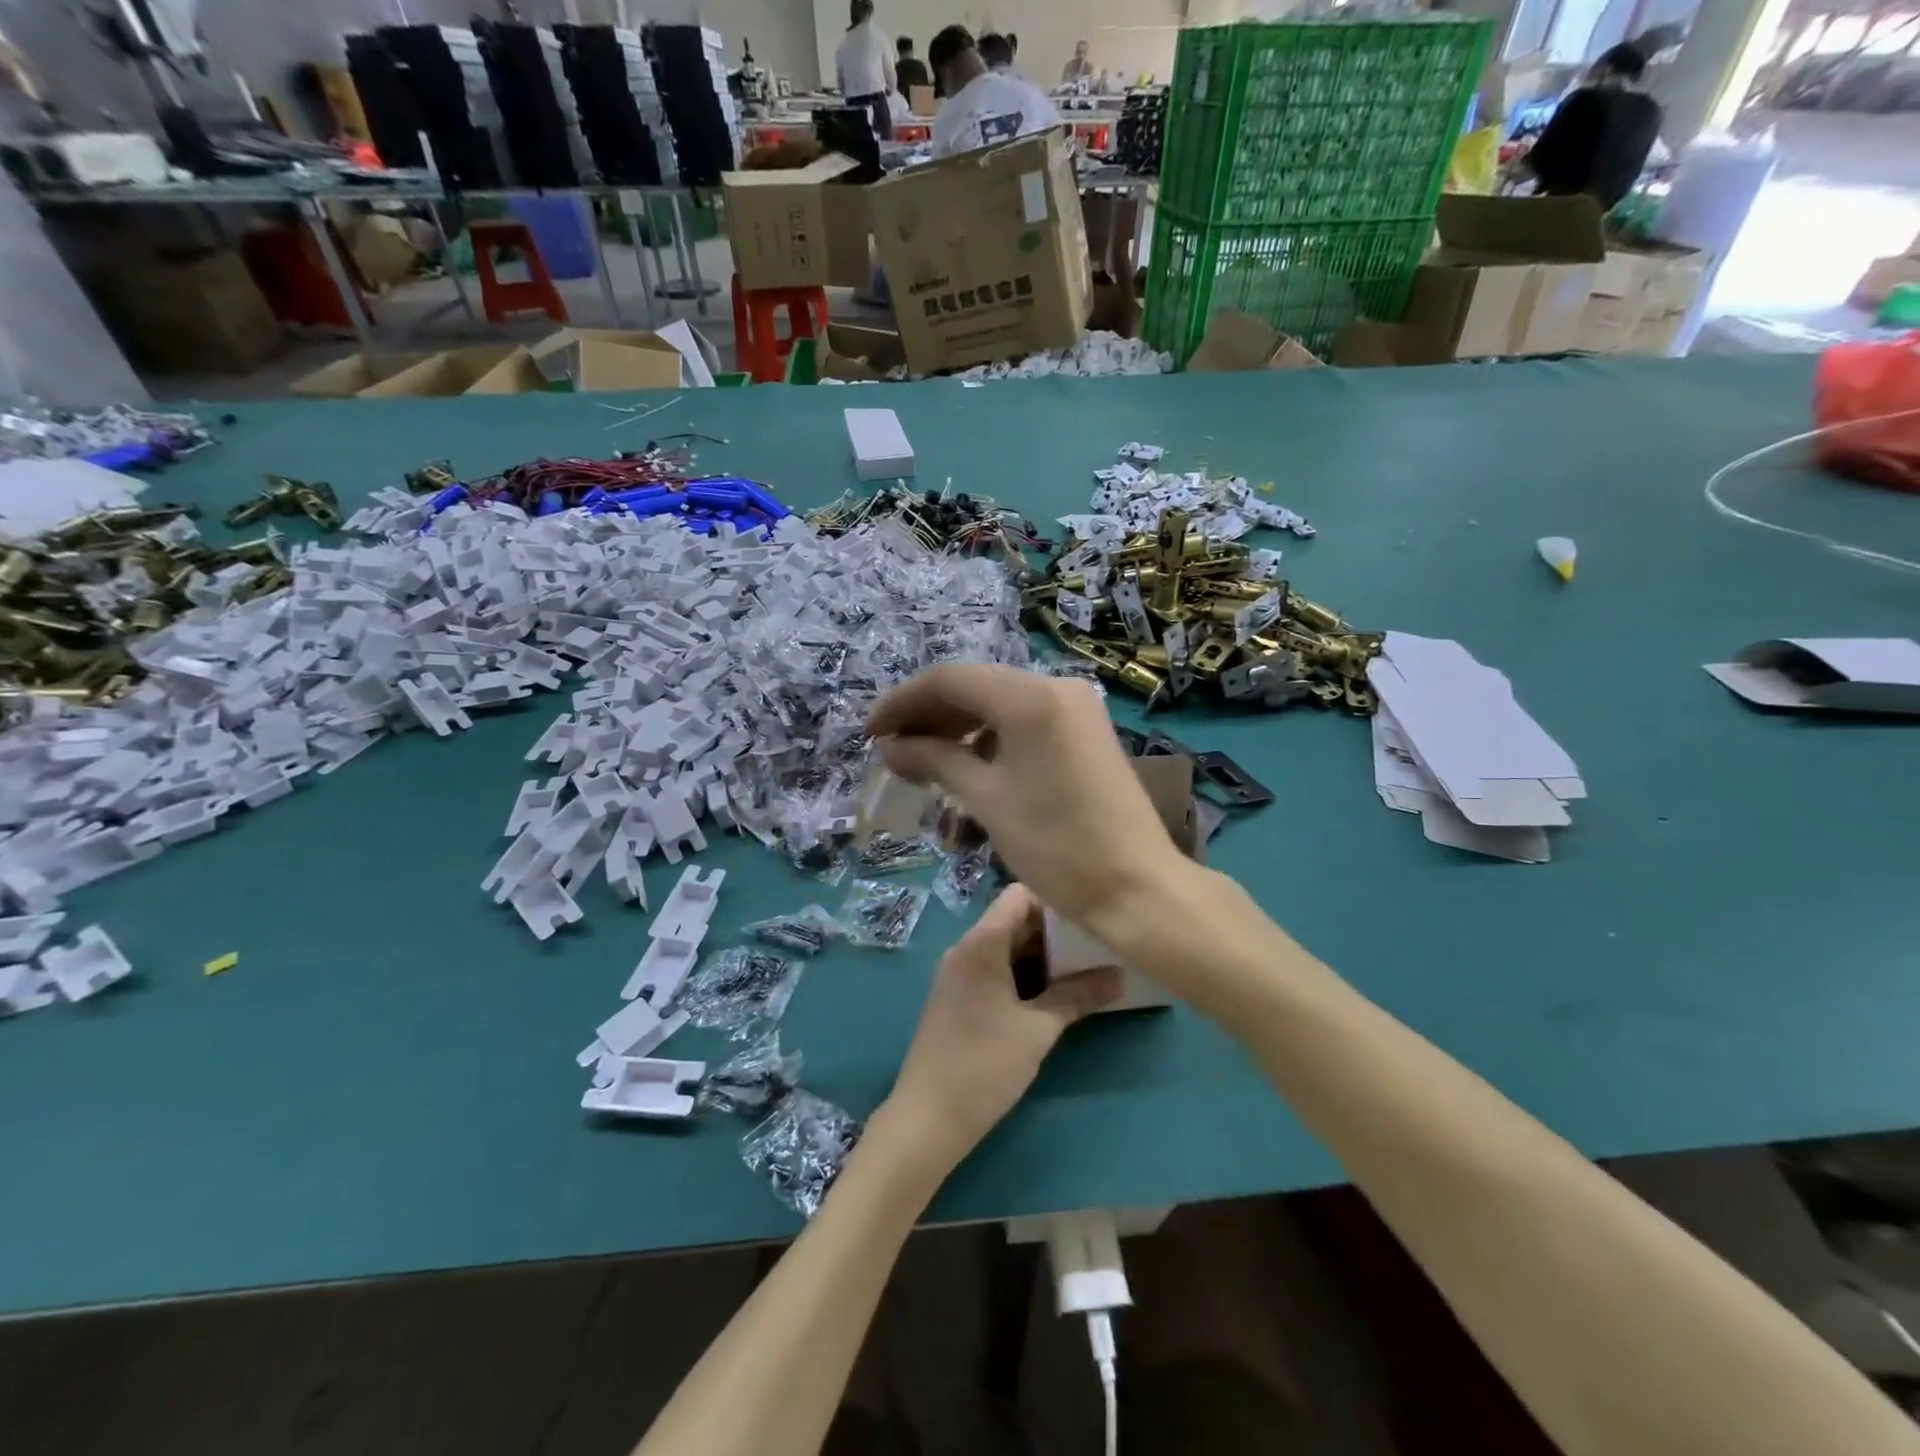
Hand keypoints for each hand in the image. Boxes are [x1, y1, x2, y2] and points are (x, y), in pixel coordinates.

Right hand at [866, 665, 1182, 929]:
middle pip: (976, 687)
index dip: (902, 703)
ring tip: (923, 762)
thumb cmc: (1055, 844)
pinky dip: (991, 738)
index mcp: (1029, 696)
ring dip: (958, 728)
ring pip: (1000, 704)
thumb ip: (934, 761)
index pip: (949, 680)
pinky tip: (968, 766)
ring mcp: (1076, 707)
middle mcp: (1055, 686)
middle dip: (928, 715)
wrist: (1136, 887)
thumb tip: (890, 748)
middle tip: (892, 749)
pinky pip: (1025, 721)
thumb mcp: (986, 799)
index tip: (870, 733)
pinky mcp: (1086, 731)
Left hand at [885, 885, 1120, 1169]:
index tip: (1089, 921)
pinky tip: (1053, 995)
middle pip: (1014, 921)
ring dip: (1042, 957)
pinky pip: (995, 969)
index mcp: (981, 943)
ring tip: (1084, 972)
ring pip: (1006, 947)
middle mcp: (966, 948)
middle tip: (1096, 949)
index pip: (1021, 896)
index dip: (1055, 902)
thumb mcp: (1039, 1030)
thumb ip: (1078, 997)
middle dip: (1055, 933)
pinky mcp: (958, 996)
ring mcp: (959, 973)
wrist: (927, 1117)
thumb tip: (1120, 977)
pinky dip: (1023, 975)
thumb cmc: (984, 1065)